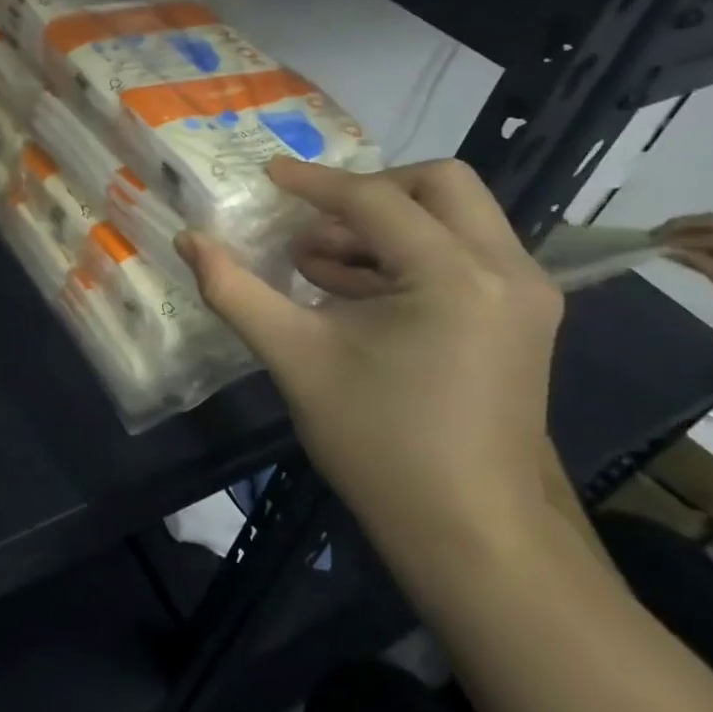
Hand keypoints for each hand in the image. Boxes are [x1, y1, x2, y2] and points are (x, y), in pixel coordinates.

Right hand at [177, 158, 563, 562]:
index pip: (374, 200)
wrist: (474, 537)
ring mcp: (524, 295)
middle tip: (312, 223)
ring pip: (455, 217)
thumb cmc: (381, 444)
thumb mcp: (295, 358)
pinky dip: (409, 254)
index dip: (312, 183)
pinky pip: (464, 253)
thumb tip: (188, 240)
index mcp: (455, 274)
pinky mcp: (522, 319)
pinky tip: (354, 293)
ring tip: (320, 266)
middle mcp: (506, 270)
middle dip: (367, 192)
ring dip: (385, 225)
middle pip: (438, 184)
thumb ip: (235, 290)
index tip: (266, 173)